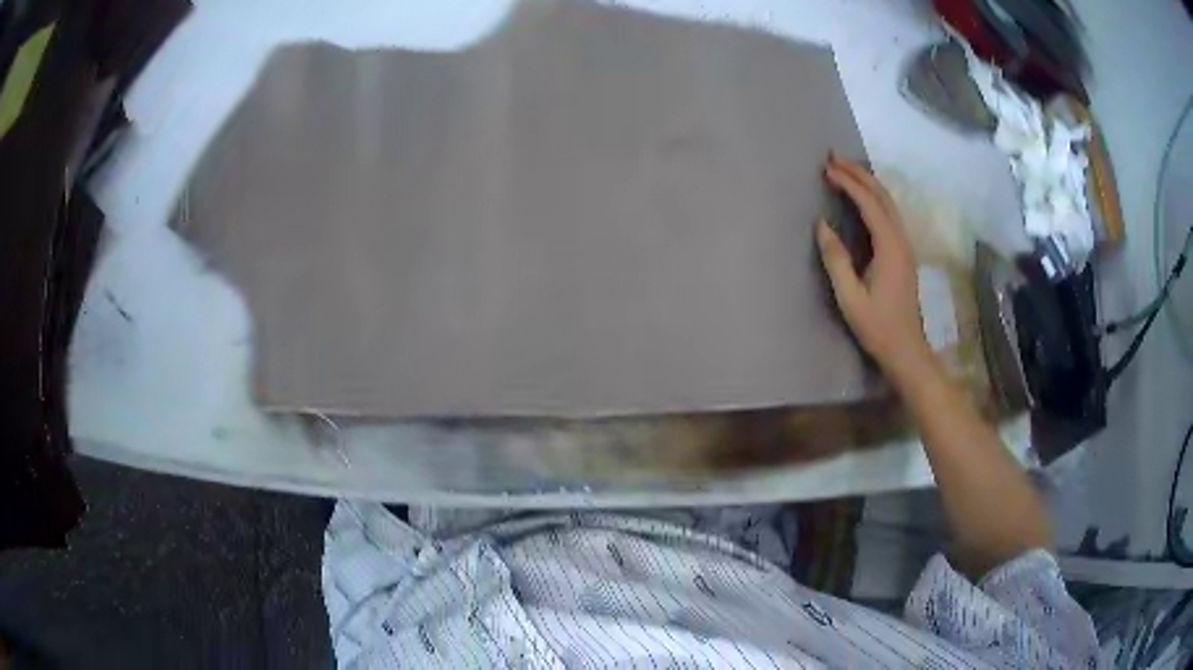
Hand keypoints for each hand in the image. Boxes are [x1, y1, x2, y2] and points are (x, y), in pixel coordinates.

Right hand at [816, 154, 934, 386]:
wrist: (907, 350)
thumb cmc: (878, 326)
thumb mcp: (850, 297)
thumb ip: (836, 259)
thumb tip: (822, 224)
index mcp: (890, 247)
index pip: (869, 203)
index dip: (848, 183)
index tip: (826, 169)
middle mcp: (901, 240)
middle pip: (883, 195)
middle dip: (859, 173)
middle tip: (834, 158)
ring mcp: (905, 246)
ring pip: (889, 202)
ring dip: (868, 183)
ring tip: (845, 170)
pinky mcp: (904, 253)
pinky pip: (889, 214)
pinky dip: (874, 197)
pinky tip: (863, 198)